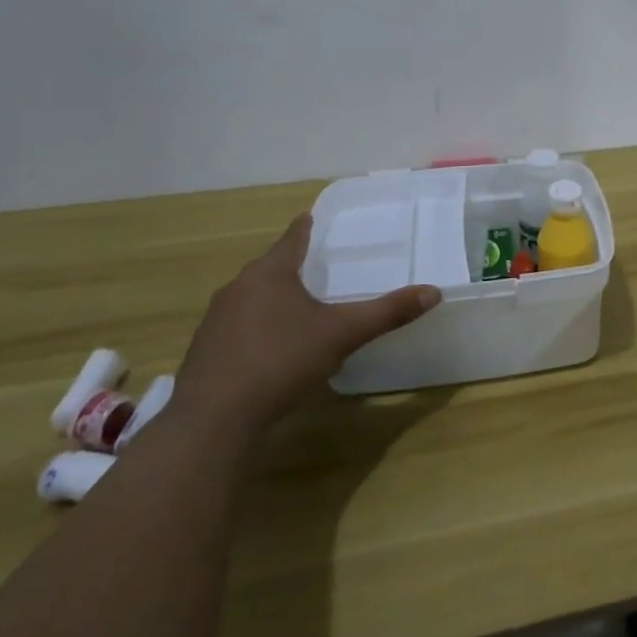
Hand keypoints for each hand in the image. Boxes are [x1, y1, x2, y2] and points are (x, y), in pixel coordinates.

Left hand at [174, 213, 440, 436]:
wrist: (213, 420)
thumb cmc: (281, 362)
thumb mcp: (342, 334)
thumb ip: (387, 312)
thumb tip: (433, 292)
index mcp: (270, 274)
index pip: (292, 239)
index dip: (305, 227)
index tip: (311, 216)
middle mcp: (237, 288)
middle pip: (268, 267)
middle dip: (290, 264)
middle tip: (315, 263)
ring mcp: (215, 321)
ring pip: (250, 296)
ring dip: (271, 296)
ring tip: (296, 303)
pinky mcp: (203, 352)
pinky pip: (237, 326)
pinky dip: (256, 326)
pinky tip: (270, 346)